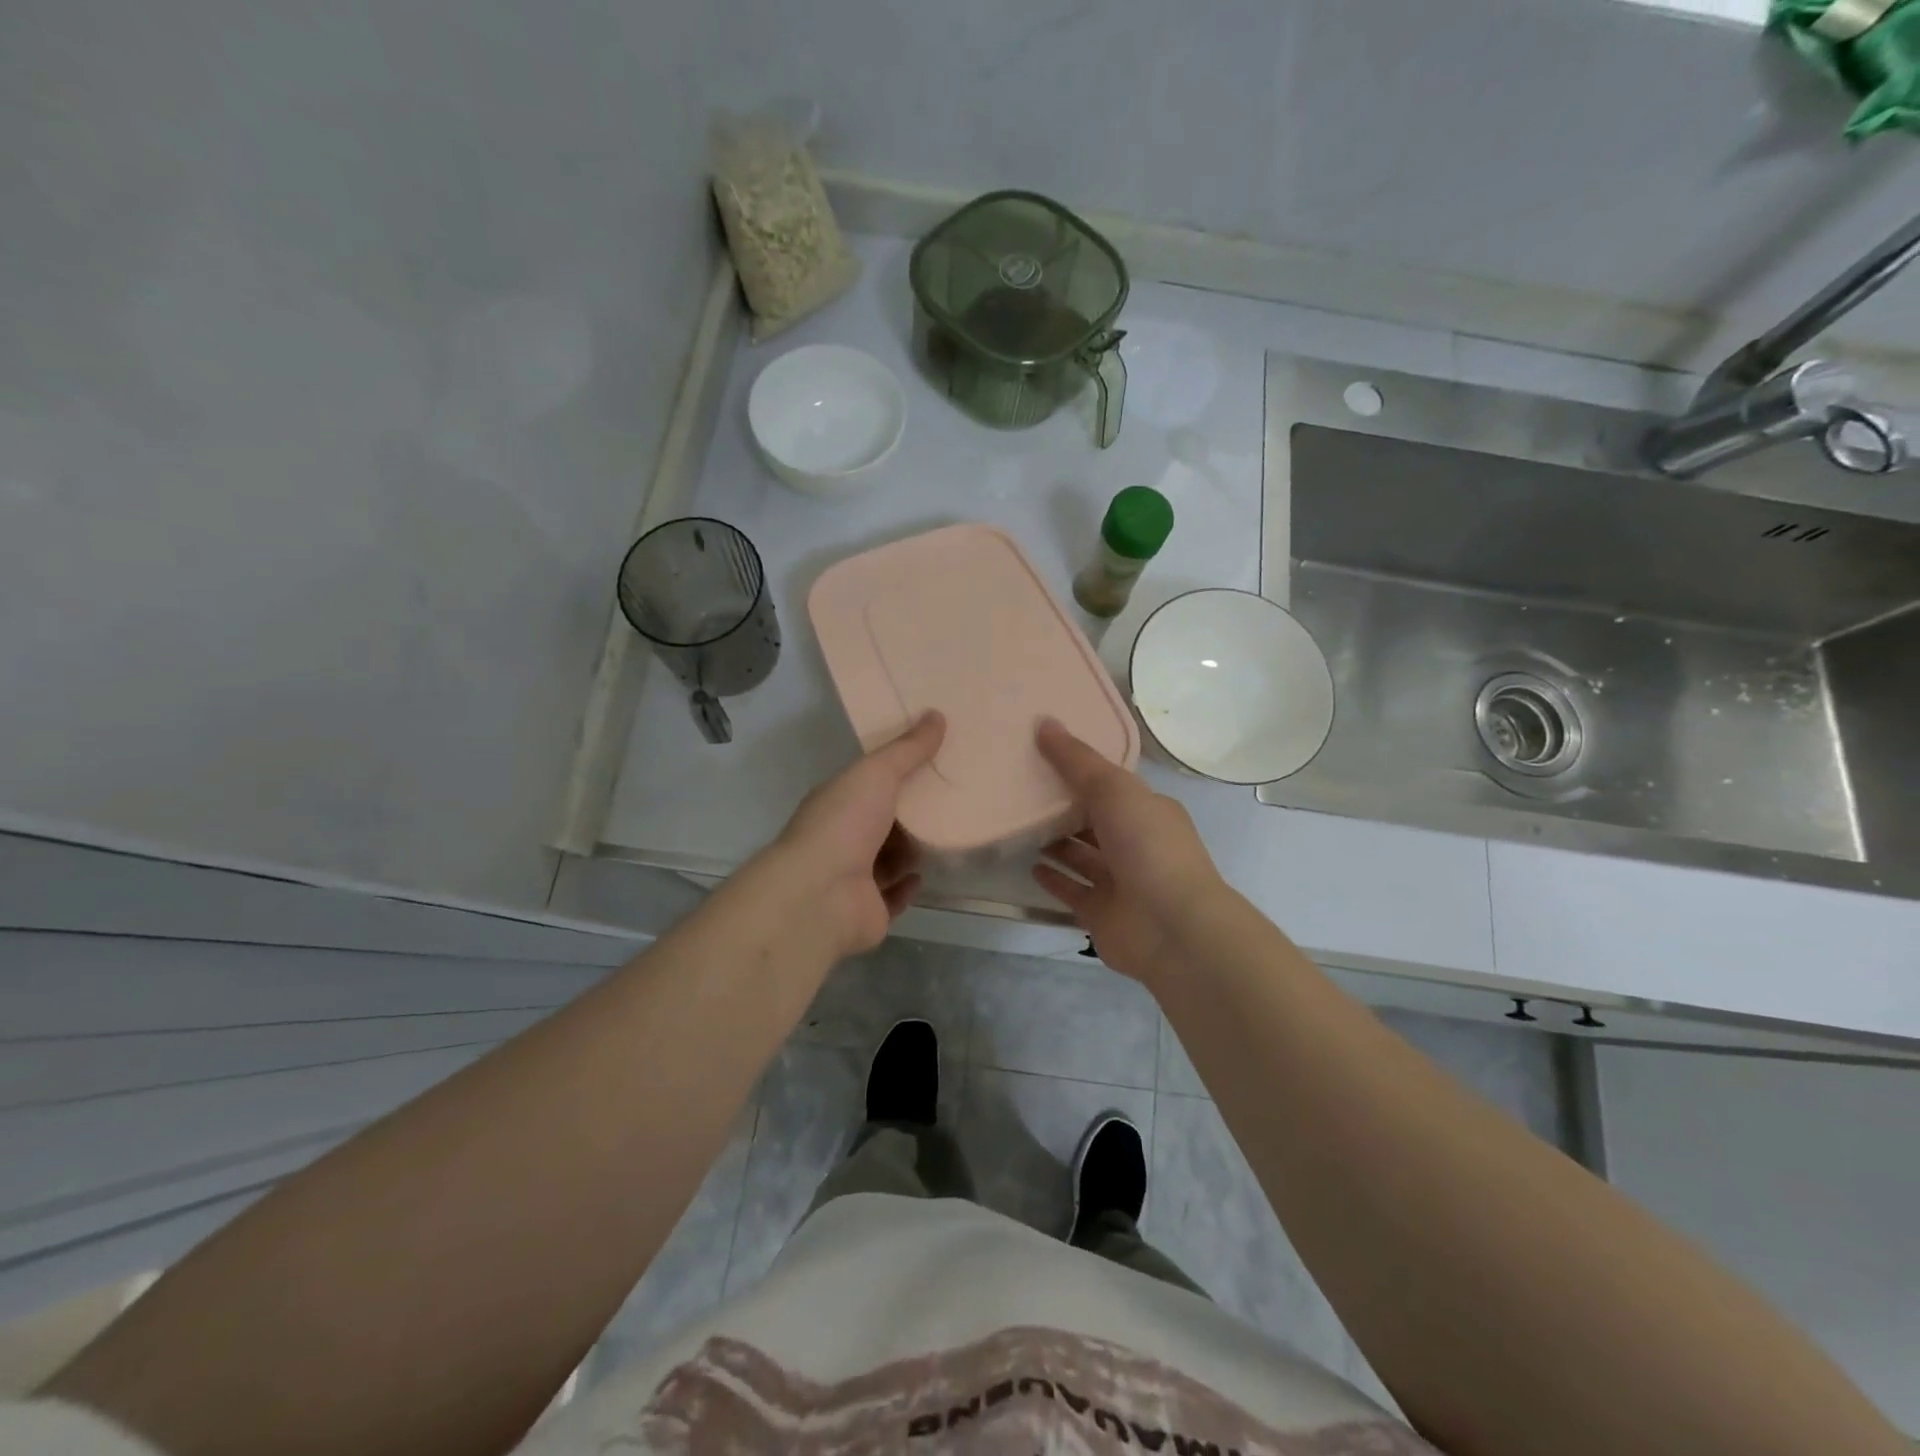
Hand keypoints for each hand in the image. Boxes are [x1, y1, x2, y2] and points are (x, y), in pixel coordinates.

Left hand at [768, 712, 946, 958]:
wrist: (820, 896)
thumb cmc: (844, 825)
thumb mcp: (877, 774)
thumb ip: (908, 749)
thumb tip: (937, 714)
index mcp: (837, 801)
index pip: (868, 782)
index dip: (896, 771)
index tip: (932, 759)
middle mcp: (841, 838)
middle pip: (881, 821)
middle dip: (909, 813)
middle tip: (951, 797)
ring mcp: (852, 878)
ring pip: (889, 859)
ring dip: (911, 850)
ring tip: (947, 833)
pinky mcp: (869, 911)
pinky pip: (892, 896)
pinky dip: (907, 885)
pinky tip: (925, 874)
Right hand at [1033, 718, 1227, 985]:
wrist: (1171, 927)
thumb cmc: (1148, 847)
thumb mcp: (1113, 789)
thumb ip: (1076, 760)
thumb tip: (1044, 722)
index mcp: (1149, 810)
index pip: (1113, 786)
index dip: (1083, 771)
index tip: (1045, 756)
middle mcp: (1137, 844)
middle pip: (1095, 821)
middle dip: (1065, 807)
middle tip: (1021, 789)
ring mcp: (1121, 882)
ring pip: (1083, 856)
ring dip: (1057, 843)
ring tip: (1020, 824)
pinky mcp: (1102, 913)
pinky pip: (1073, 891)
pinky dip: (1054, 879)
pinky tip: (1030, 866)